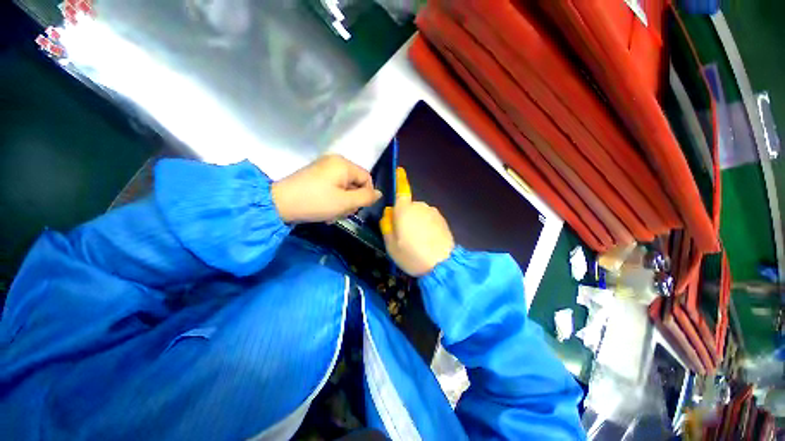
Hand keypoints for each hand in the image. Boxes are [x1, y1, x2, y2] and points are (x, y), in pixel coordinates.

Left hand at [271, 155, 381, 222]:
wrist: (279, 203)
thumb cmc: (316, 202)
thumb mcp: (345, 202)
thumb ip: (366, 197)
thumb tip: (379, 194)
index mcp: (344, 164)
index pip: (367, 179)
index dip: (366, 195)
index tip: (355, 208)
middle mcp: (335, 161)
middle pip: (355, 183)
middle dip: (352, 200)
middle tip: (341, 213)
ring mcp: (324, 167)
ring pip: (344, 187)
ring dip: (342, 202)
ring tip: (331, 213)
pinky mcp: (316, 175)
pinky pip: (333, 186)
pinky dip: (333, 198)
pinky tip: (325, 209)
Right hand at [380, 168, 454, 276]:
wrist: (442, 265)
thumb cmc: (411, 255)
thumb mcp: (390, 244)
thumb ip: (387, 225)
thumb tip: (389, 212)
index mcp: (404, 209)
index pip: (401, 190)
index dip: (400, 180)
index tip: (400, 170)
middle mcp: (420, 206)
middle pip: (409, 206)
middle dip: (405, 216)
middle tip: (404, 235)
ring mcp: (433, 212)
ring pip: (420, 213)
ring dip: (416, 222)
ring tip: (417, 241)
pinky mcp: (443, 220)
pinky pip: (429, 219)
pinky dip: (426, 226)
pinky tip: (427, 241)